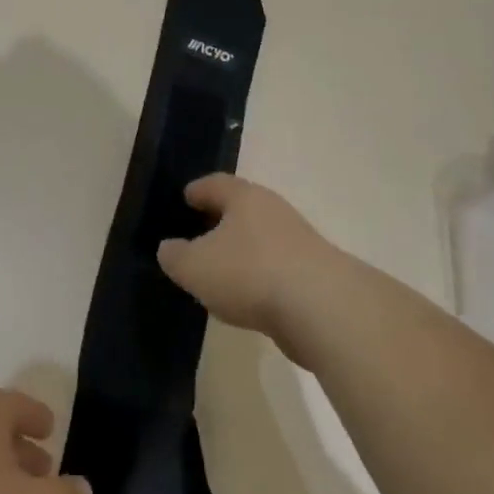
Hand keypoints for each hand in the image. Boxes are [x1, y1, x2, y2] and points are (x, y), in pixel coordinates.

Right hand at [157, 174, 353, 347]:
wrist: (323, 309)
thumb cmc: (249, 273)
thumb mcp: (194, 267)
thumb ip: (174, 256)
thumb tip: (170, 249)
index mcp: (244, 197)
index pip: (214, 183)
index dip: (196, 191)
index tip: (183, 199)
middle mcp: (273, 210)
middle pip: (240, 209)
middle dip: (218, 221)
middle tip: (195, 236)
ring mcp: (298, 241)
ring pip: (260, 239)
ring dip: (240, 252)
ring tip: (218, 273)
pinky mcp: (314, 273)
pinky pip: (276, 268)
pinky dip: (259, 277)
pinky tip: (246, 299)